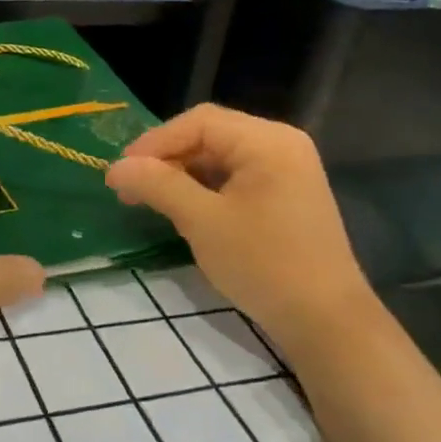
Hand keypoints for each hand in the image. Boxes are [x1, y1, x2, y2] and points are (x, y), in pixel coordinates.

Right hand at [106, 105, 368, 359]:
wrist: (324, 319)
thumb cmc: (262, 263)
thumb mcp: (203, 222)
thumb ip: (159, 186)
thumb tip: (116, 167)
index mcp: (267, 141)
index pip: (200, 122)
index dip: (155, 142)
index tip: (120, 172)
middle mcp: (282, 144)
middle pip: (212, 135)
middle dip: (167, 158)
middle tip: (130, 188)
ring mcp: (290, 170)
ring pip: (223, 157)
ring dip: (184, 174)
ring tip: (150, 199)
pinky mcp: (288, 196)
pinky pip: (239, 177)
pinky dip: (207, 188)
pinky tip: (185, 208)